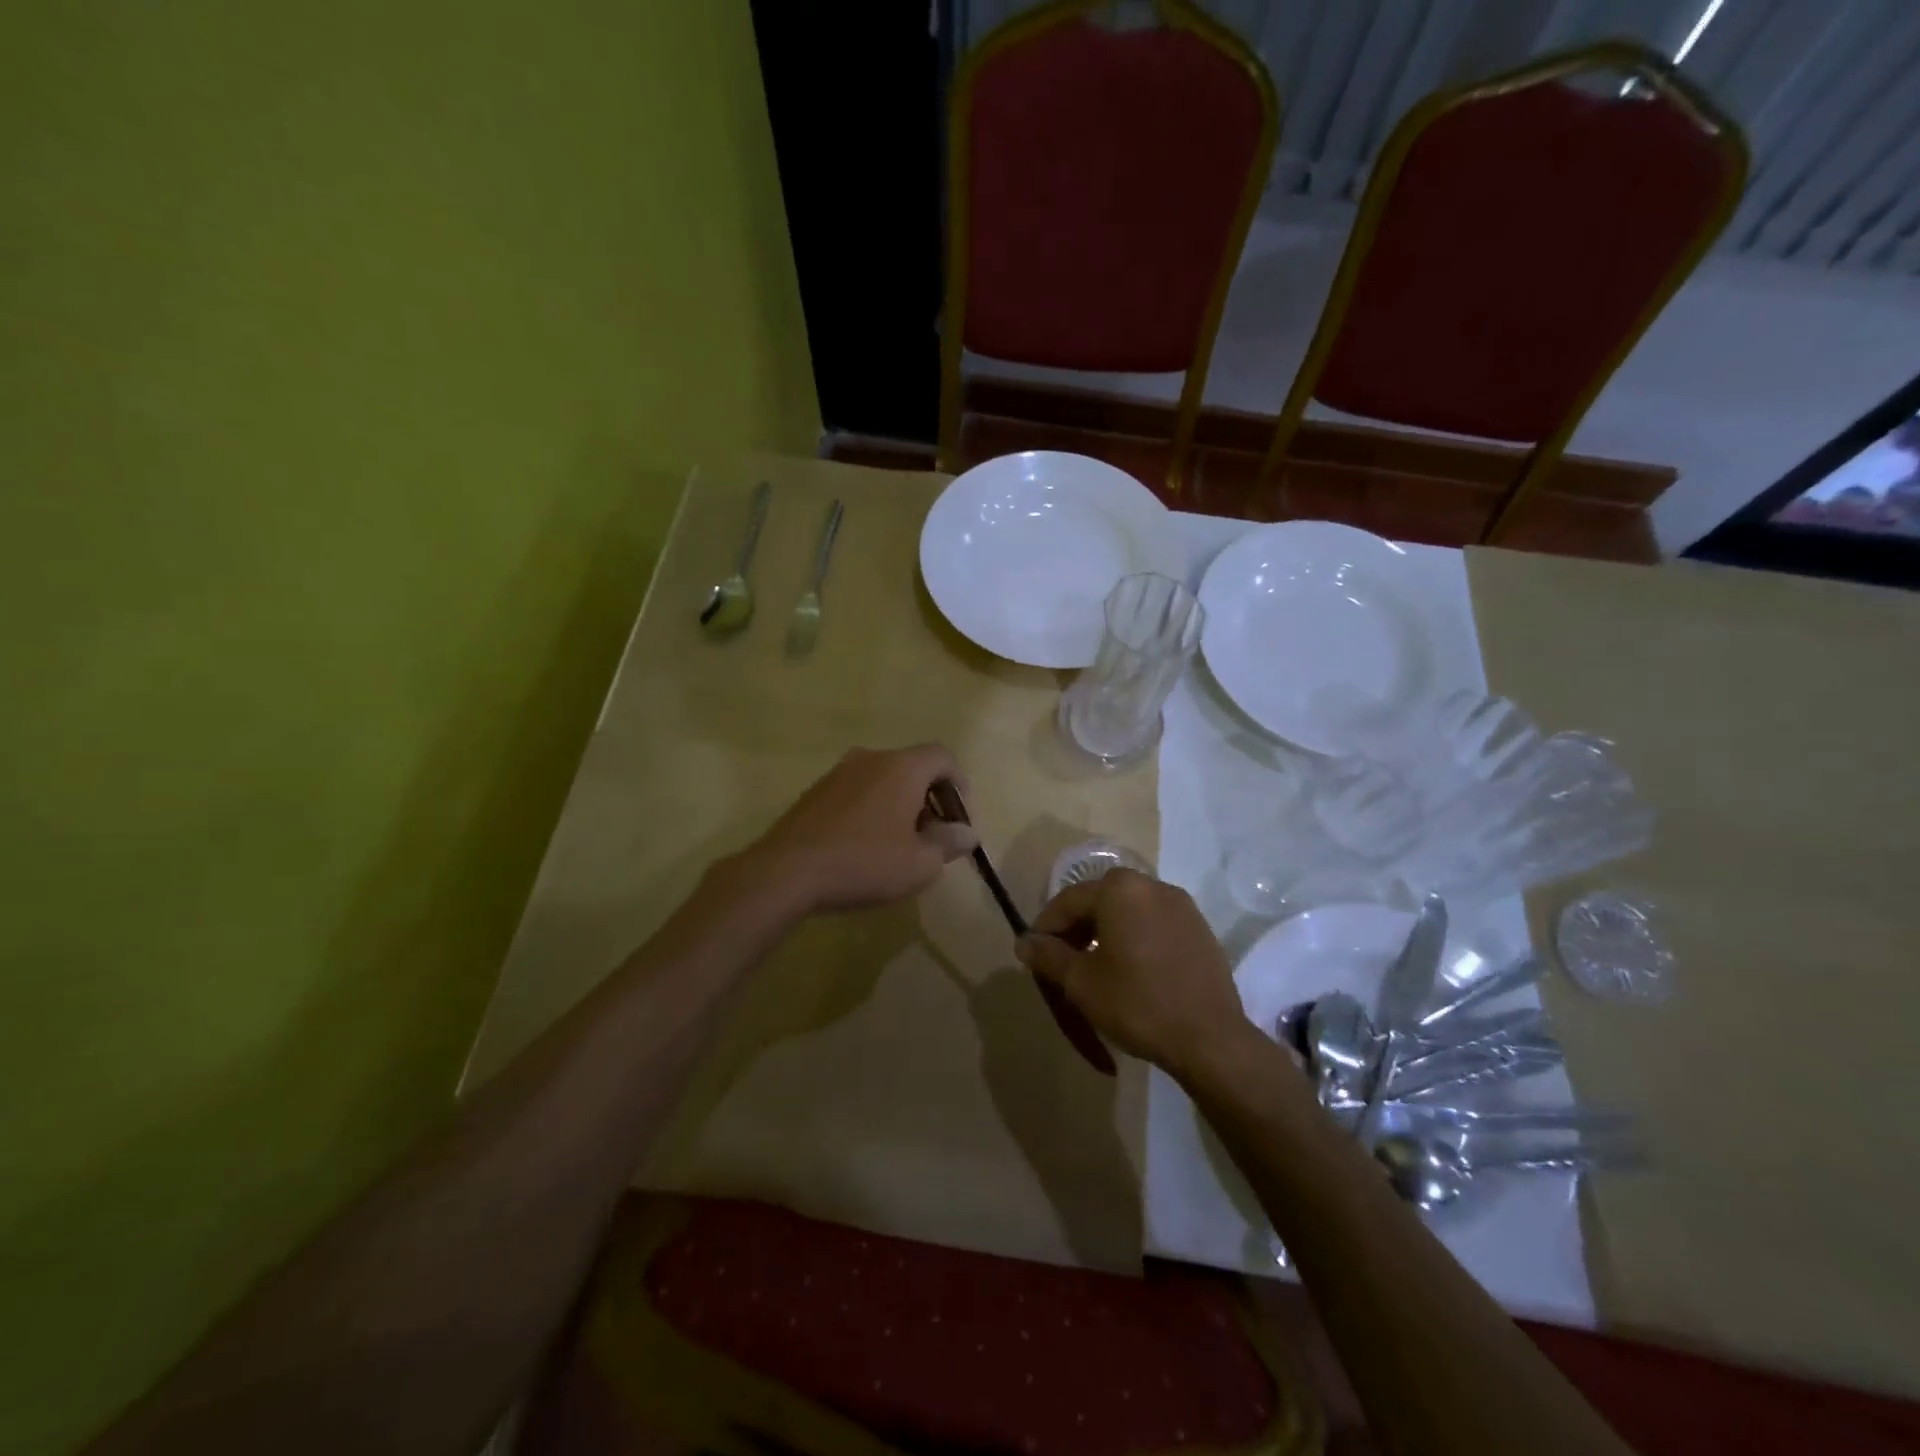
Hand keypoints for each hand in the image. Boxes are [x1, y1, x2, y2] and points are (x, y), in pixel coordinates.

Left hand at [746, 745, 977, 913]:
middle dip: (929, 798)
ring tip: (899, 843)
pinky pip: (857, 791)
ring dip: (899, 804)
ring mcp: (838, 772)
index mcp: (901, 768)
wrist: (786, 871)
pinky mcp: (815, 791)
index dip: (959, 783)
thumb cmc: (863, 863)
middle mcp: (870, 758)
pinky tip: (865, 845)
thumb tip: (966, 832)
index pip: (942, 757)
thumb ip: (948, 843)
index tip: (960, 817)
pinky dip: (872, 809)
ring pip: (883, 779)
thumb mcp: (919, 863)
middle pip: (912, 767)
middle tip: (932, 836)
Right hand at [1015, 870, 1257, 1079]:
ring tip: (1095, 966)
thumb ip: (1049, 956)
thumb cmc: (1137, 1003)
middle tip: (1063, 961)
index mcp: (1119, 889)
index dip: (1046, 927)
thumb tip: (1024, 942)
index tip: (1034, 954)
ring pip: (1129, 910)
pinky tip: (1132, 969)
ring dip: (1106, 931)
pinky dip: (1135, 937)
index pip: (1069, 900)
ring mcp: (1181, 905)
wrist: (1209, 1038)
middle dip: (1077, 927)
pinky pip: (1154, 923)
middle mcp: (1151, 885)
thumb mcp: (1081, 982)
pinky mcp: (1199, 928)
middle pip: (1100, 900)